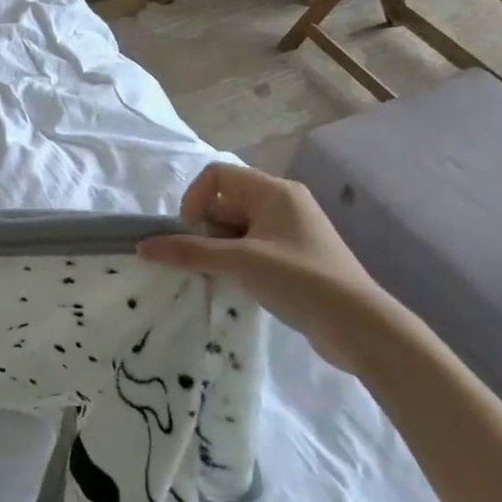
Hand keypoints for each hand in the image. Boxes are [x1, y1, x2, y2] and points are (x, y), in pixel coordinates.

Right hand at [138, 163, 411, 375]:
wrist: (359, 326)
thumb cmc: (299, 279)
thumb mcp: (239, 262)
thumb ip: (189, 251)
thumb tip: (142, 246)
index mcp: (274, 190)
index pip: (217, 175)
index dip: (195, 200)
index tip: (191, 234)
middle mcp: (282, 203)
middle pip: (224, 201)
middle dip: (205, 229)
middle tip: (207, 260)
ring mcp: (288, 231)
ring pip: (234, 227)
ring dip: (218, 248)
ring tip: (223, 275)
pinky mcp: (292, 257)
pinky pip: (249, 246)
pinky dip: (235, 261)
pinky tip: (238, 283)